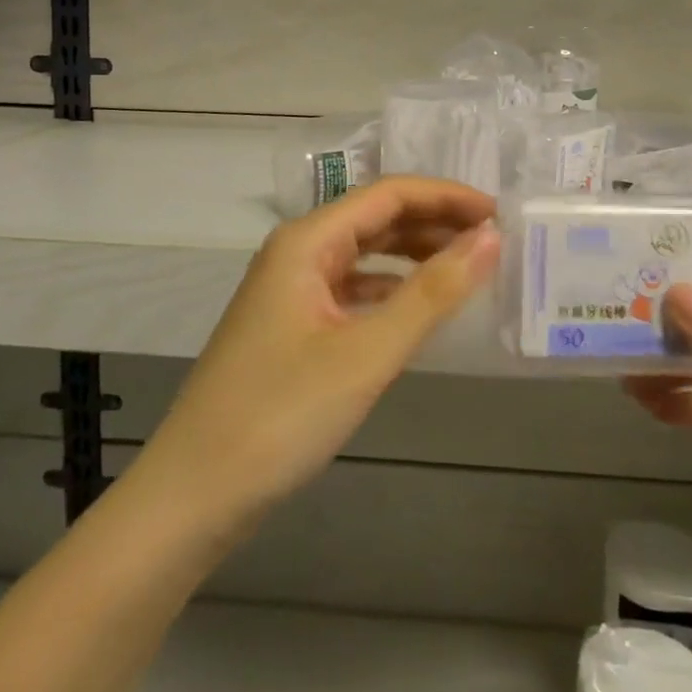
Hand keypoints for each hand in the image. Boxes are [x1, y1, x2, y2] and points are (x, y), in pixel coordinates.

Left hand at [134, 177, 499, 538]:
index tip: (499, 214)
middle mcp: (297, 252)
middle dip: (434, 223)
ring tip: (466, 268)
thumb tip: (491, 239)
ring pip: (364, 253)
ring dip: (414, 254)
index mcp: (308, 240)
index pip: (390, 194)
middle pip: (376, 218)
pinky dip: (390, 290)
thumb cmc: (281, 414)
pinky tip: (418, 308)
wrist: (192, 496)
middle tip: (492, 242)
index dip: (447, 197)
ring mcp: (291, 289)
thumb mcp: (367, 352)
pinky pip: (351, 289)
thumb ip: (433, 292)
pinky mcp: (291, 325)